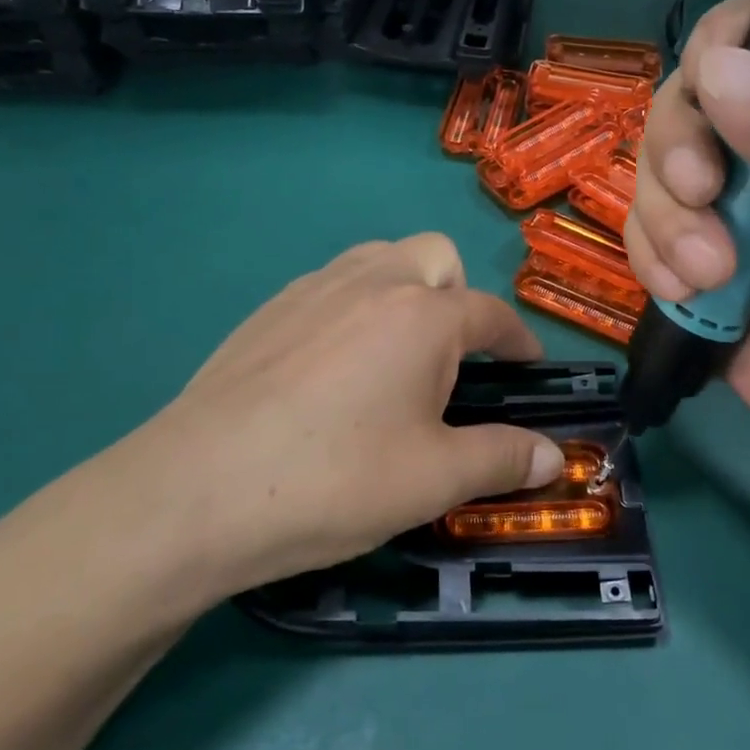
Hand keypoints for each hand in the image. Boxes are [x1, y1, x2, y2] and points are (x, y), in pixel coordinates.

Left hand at [53, 235, 564, 612]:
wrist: (195, 492)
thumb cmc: (335, 481)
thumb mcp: (434, 479)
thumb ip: (502, 458)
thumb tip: (553, 458)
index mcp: (423, 315)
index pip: (491, 313)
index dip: (519, 340)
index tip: (528, 366)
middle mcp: (372, 282)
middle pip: (436, 257)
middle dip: (458, 296)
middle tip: (451, 360)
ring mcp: (312, 290)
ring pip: (378, 260)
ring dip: (405, 290)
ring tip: (395, 355)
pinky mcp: (266, 311)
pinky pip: (330, 285)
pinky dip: (353, 307)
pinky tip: (332, 369)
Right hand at [624, 0, 749, 476]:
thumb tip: (718, 70)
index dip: (726, 40)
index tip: (710, 86)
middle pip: (686, 94)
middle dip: (680, 152)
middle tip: (704, 199)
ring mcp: (723, 189)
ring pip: (649, 162)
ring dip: (668, 222)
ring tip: (710, 276)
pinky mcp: (684, 237)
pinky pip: (636, 221)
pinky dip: (652, 257)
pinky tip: (687, 293)